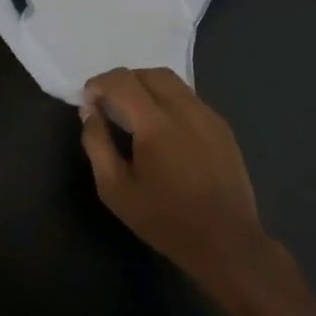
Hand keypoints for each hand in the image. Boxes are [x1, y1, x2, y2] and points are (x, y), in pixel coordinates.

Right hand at [80, 67, 273, 289]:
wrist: (226, 242)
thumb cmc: (165, 220)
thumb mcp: (116, 190)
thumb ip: (97, 144)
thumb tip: (89, 111)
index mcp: (156, 123)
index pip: (122, 81)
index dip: (99, 83)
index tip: (88, 100)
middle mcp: (185, 109)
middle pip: (148, 74)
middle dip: (123, 82)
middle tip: (108, 105)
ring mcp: (208, 115)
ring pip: (172, 82)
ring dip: (146, 87)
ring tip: (134, 113)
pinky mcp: (222, 126)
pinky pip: (189, 98)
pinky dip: (168, 100)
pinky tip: (163, 129)